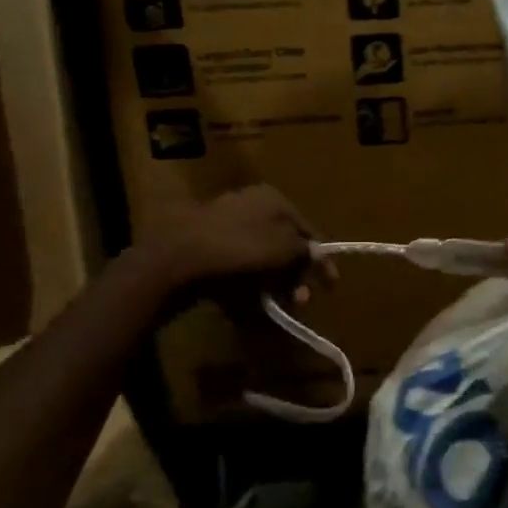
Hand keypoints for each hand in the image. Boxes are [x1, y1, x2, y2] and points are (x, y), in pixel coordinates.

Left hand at [145, 185, 330, 303]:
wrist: (176, 258)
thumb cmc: (240, 247)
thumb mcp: (285, 246)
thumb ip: (307, 251)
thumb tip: (316, 254)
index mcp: (274, 199)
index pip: (309, 230)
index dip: (322, 259)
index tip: (330, 285)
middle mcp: (252, 206)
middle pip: (285, 246)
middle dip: (296, 277)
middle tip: (299, 302)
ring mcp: (227, 225)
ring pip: (262, 260)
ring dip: (274, 285)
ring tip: (275, 307)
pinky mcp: (207, 248)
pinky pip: (238, 269)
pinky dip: (248, 286)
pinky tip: (249, 305)